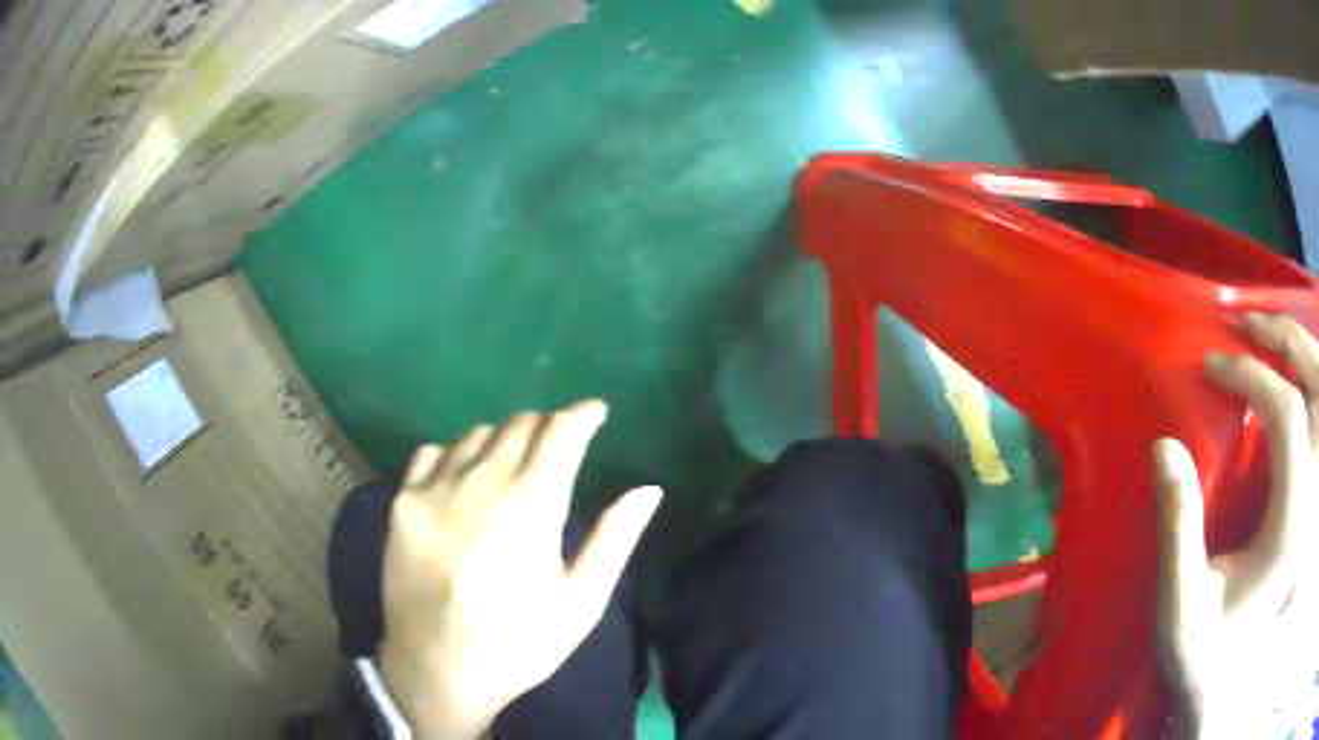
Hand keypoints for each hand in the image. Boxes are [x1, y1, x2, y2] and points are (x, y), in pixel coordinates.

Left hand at [377, 400, 661, 738]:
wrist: (438, 670)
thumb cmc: (519, 643)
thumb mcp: (580, 601)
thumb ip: (614, 539)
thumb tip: (649, 490)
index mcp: (532, 503)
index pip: (562, 432)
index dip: (583, 415)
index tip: (596, 412)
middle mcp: (481, 480)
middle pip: (520, 425)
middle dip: (547, 425)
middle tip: (559, 444)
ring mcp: (435, 488)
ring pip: (476, 434)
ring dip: (504, 438)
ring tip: (512, 463)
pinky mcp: (402, 502)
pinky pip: (432, 453)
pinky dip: (456, 454)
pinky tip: (462, 479)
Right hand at [1154, 313, 1317, 738]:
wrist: (1228, 689)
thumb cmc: (1206, 655)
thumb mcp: (1181, 610)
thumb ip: (1178, 533)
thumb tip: (1165, 447)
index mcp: (1292, 526)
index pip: (1287, 414)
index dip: (1251, 376)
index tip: (1213, 368)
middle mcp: (1314, 502)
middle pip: (1318, 387)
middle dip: (1287, 341)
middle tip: (1252, 326)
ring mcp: (1318, 502)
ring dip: (1306, 353)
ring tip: (1275, 338)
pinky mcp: (1316, 505)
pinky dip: (1316, 384)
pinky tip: (1300, 379)